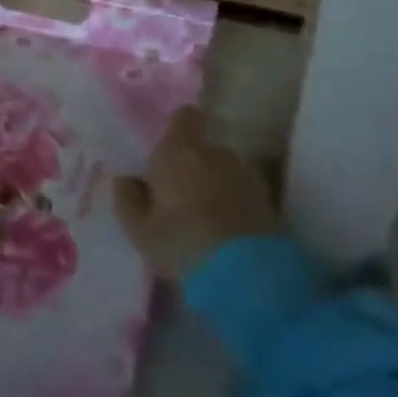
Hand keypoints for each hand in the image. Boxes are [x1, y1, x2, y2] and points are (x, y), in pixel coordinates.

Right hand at [113, 108, 278, 278]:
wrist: (247, 278)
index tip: (170, 148)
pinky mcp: (270, 203)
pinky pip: (245, 195)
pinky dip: (237, 206)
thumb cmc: (182, 244)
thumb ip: (127, 198)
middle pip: (204, 150)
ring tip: (208, 218)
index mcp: (178, 152)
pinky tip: (229, 233)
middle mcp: (215, 154)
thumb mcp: (138, 229)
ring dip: (218, 186)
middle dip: (195, 167)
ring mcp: (247, 177)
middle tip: (182, 198)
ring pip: (226, 172)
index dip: (179, 128)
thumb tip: (127, 178)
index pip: (185, 117)